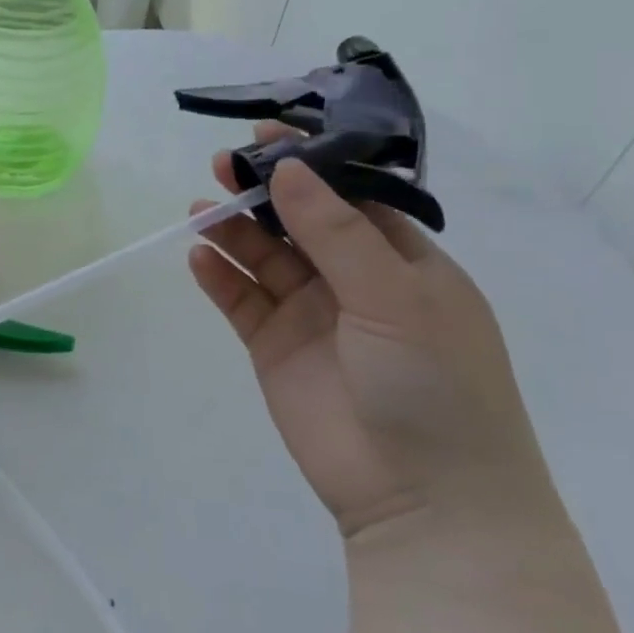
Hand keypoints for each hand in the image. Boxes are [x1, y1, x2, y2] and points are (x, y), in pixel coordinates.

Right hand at [188, 130, 560, 541]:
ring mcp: (310, 314)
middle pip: (297, 221)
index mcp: (401, 262)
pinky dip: (219, 277)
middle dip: (263, 192)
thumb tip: (289, 170)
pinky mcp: (274, 347)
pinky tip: (199, 258)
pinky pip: (241, 300)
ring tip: (201, 209)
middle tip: (222, 165)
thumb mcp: (395, 297)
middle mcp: (353, 281)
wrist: (423, 499)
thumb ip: (335, 232)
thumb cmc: (434, 384)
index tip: (267, 133)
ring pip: (263, 257)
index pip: (349, 196)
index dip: (310, 162)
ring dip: (233, 230)